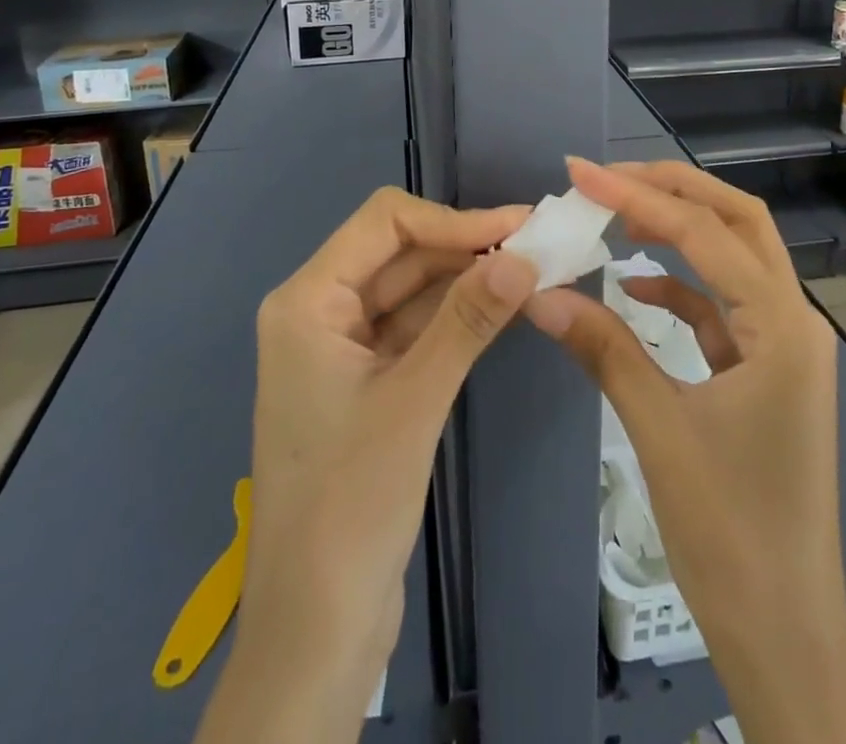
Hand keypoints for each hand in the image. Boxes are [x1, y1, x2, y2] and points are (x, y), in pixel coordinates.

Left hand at [202, 187, 535, 742]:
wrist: (316, 627)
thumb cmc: (350, 505)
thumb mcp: (414, 401)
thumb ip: (467, 321)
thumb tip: (522, 256)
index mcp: (307, 302)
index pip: (384, 223)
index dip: (453, 219)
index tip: (518, 227)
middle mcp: (319, 311)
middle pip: (399, 252)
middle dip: (465, 245)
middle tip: (538, 243)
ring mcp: (343, 347)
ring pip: (411, 288)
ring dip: (466, 277)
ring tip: (531, 267)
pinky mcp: (367, 379)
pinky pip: (415, 326)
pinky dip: (456, 314)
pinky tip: (502, 306)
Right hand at [524, 157, 845, 743]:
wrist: (784, 636)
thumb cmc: (731, 534)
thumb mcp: (660, 430)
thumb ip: (603, 349)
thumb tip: (540, 292)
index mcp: (783, 327)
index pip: (705, 234)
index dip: (641, 197)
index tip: (582, 175)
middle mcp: (794, 321)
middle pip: (738, 223)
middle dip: (674, 190)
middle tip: (608, 177)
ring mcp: (782, 347)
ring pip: (732, 259)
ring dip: (678, 230)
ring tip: (616, 214)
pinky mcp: (763, 372)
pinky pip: (721, 308)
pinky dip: (679, 287)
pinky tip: (635, 285)